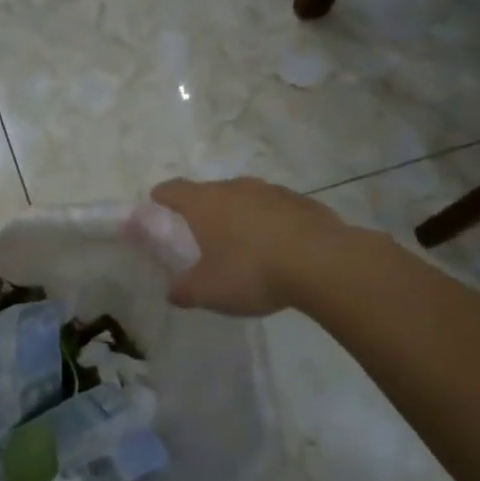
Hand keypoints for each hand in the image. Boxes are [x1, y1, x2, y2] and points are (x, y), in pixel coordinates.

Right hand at [150, 177, 345, 316]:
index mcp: (205, 203)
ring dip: (240, 215)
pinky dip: (270, 222)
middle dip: (203, 209)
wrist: (323, 263)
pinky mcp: (302, 202)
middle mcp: (235, 188)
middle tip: (201, 232)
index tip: (156, 201)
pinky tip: (278, 247)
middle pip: (211, 191)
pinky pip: (276, 209)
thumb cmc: (252, 271)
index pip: (174, 189)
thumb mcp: (209, 291)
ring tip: (242, 242)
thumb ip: (185, 290)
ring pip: (246, 198)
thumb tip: (173, 292)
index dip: (162, 195)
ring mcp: (271, 191)